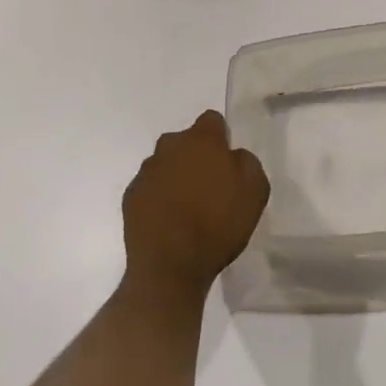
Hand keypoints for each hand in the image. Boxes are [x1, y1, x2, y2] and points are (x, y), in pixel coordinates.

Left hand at [122, 110, 269, 297]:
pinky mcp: (131, 195)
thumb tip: (234, 155)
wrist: (170, 266)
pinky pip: (149, 188)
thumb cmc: (217, 224)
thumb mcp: (255, 192)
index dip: (221, 138)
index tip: (226, 163)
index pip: (212, 120)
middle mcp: (170, 145)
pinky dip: (158, 198)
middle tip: (208, 188)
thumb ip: (247, 163)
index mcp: (202, 139)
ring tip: (187, 209)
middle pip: (186, 142)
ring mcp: (147, 170)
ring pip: (166, 164)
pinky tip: (168, 222)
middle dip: (196, 157)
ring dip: (176, 177)